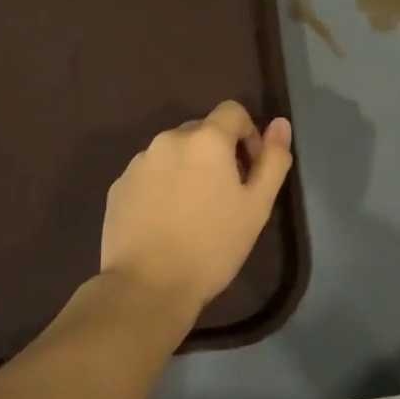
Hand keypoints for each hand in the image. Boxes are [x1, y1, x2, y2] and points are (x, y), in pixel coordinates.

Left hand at [100, 101, 293, 315]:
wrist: (147, 287)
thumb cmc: (212, 246)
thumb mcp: (257, 206)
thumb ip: (273, 160)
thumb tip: (280, 124)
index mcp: (206, 139)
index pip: (233, 111)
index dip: (248, 134)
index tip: (250, 171)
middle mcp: (169, 139)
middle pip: (202, 130)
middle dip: (218, 153)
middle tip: (225, 195)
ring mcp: (139, 162)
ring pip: (174, 152)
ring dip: (189, 167)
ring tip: (194, 210)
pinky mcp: (119, 186)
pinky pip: (150, 172)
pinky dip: (163, 184)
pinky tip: (166, 220)